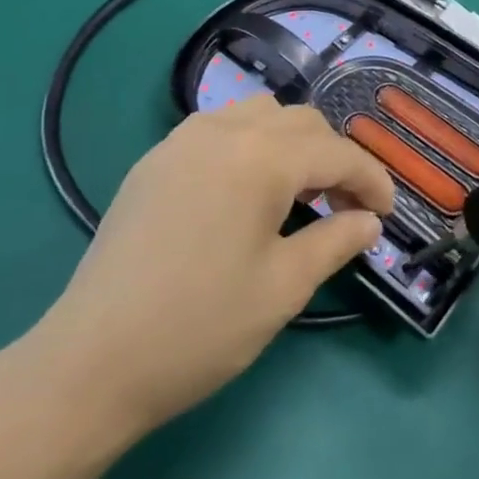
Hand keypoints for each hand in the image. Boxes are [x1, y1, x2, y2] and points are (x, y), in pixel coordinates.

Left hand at [28, 98, 393, 440]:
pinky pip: (218, 129)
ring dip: (291, 144)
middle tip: (345, 209)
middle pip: (301, 123)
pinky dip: (250, 145)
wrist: (91, 363)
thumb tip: (368, 221)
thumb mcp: (284, 287)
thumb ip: (336, 241)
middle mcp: (223, 132)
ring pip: (258, 114)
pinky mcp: (154, 161)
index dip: (371, 180)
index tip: (387, 214)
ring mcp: (181, 142)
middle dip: (334, 159)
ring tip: (297, 193)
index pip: (336, 153)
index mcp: (261, 159)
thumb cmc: (200, 327)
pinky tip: (246, 191)